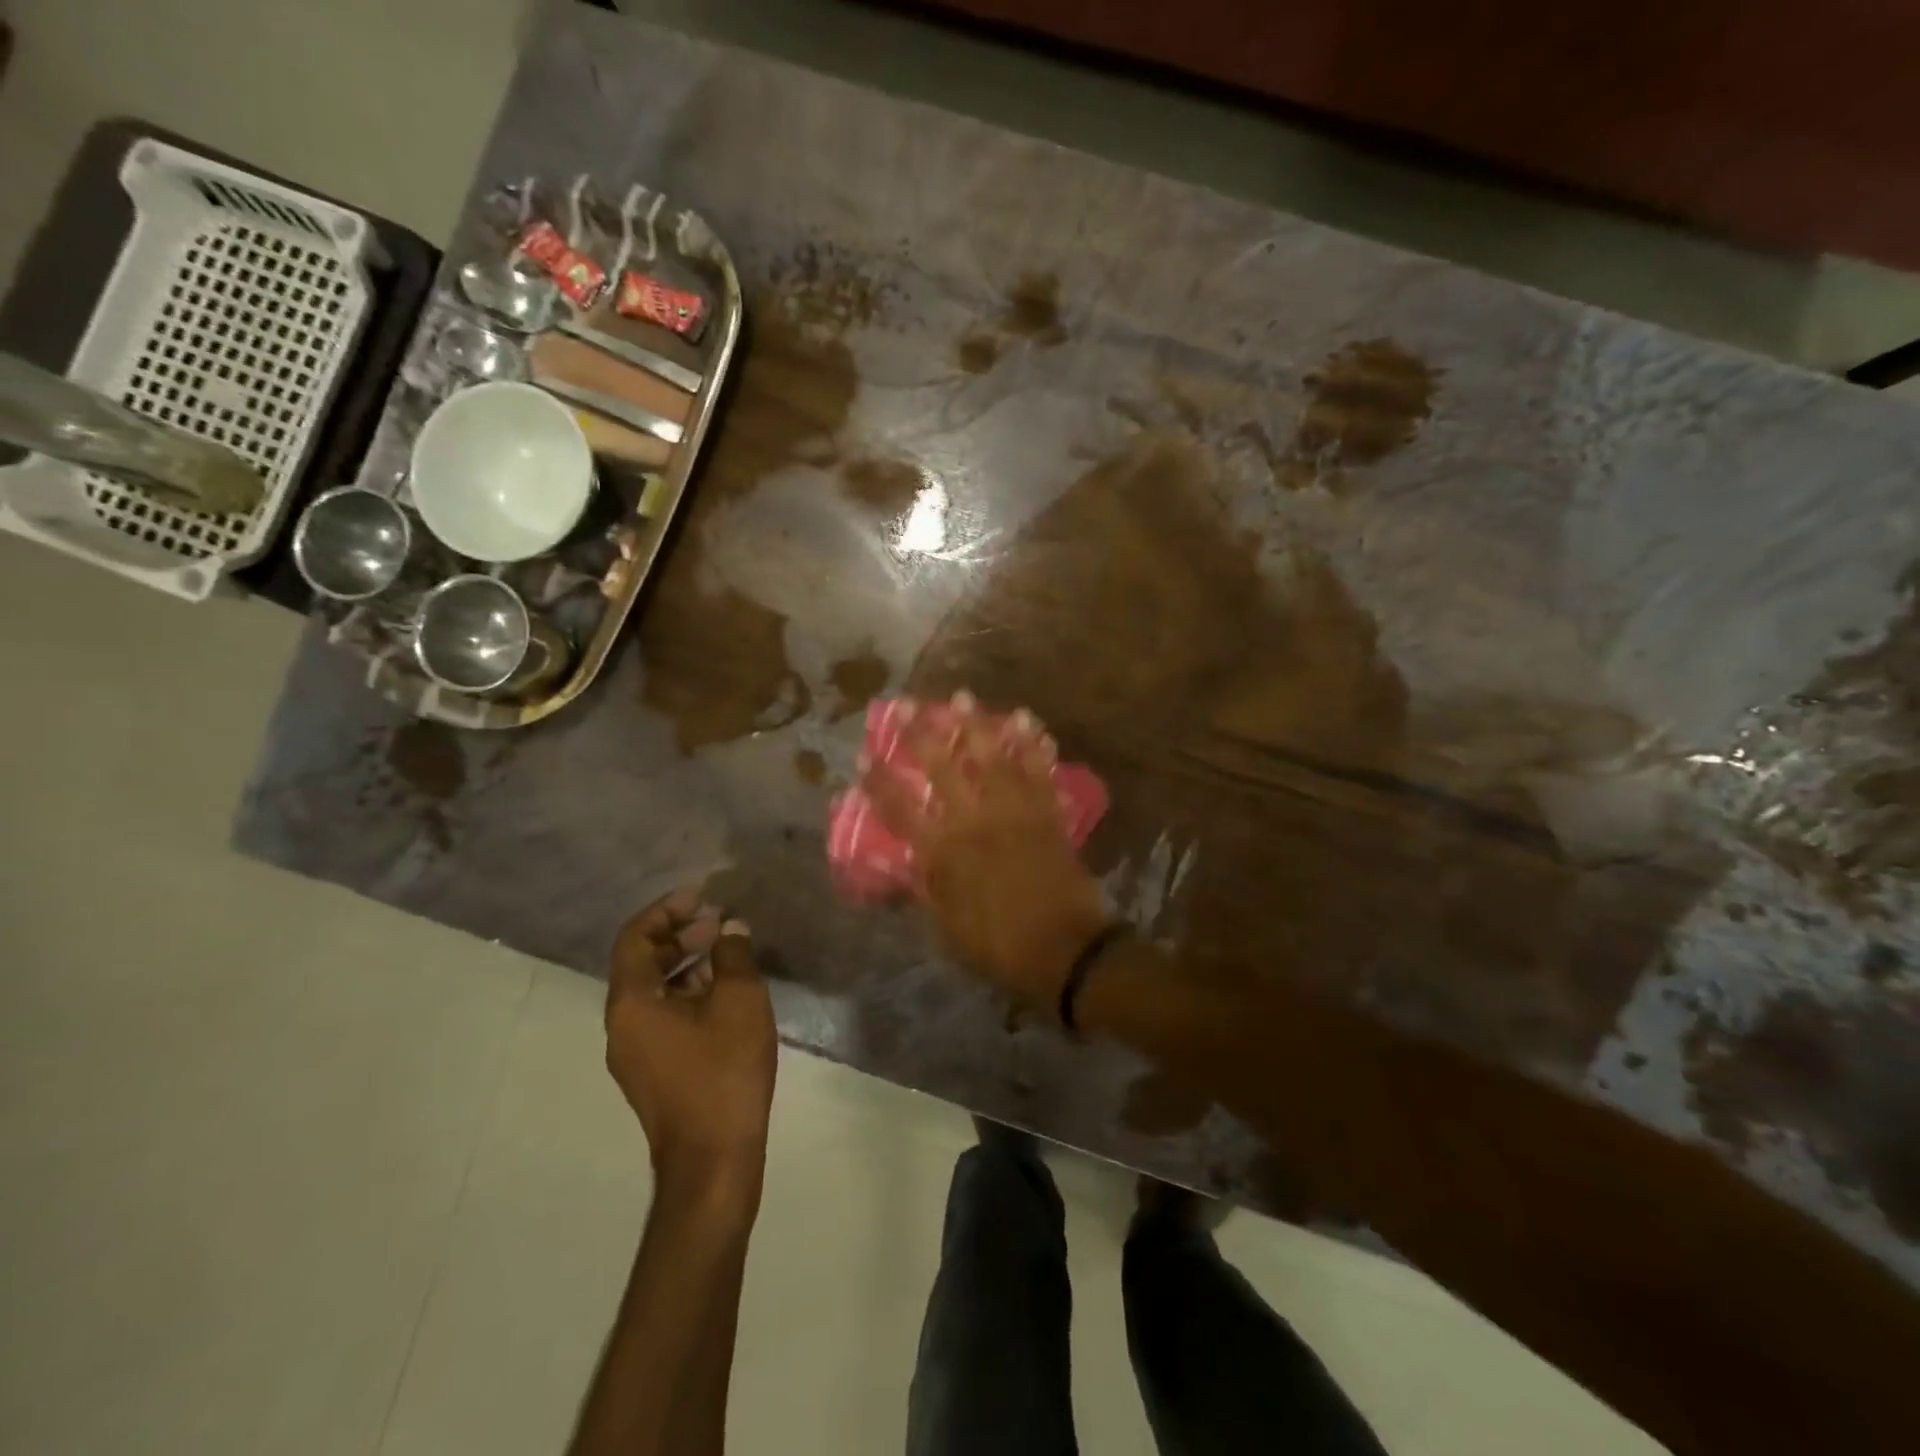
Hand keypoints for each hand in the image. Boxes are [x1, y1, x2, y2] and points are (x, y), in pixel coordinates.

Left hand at [606, 888, 776, 1193]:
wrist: (714, 1160)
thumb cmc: (724, 1072)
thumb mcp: (739, 1001)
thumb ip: (734, 955)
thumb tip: (730, 929)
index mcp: (631, 1003)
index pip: (634, 938)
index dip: (666, 910)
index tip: (701, 896)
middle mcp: (622, 1025)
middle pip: (641, 962)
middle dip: (679, 935)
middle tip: (718, 922)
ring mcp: (635, 1053)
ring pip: (654, 991)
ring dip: (686, 963)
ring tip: (727, 952)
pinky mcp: (653, 1072)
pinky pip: (663, 1016)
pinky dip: (688, 993)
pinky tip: (725, 994)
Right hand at [861, 701, 1109, 1011]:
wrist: (1065, 951)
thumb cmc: (999, 946)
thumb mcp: (947, 928)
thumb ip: (927, 889)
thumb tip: (907, 862)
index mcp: (944, 852)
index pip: (901, 809)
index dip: (880, 781)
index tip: (865, 754)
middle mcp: (974, 822)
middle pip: (942, 769)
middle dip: (922, 734)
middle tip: (909, 704)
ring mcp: (1014, 813)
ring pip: (992, 758)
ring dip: (976, 725)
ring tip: (964, 696)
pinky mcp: (1047, 813)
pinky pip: (1039, 772)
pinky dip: (1033, 746)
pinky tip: (1028, 723)